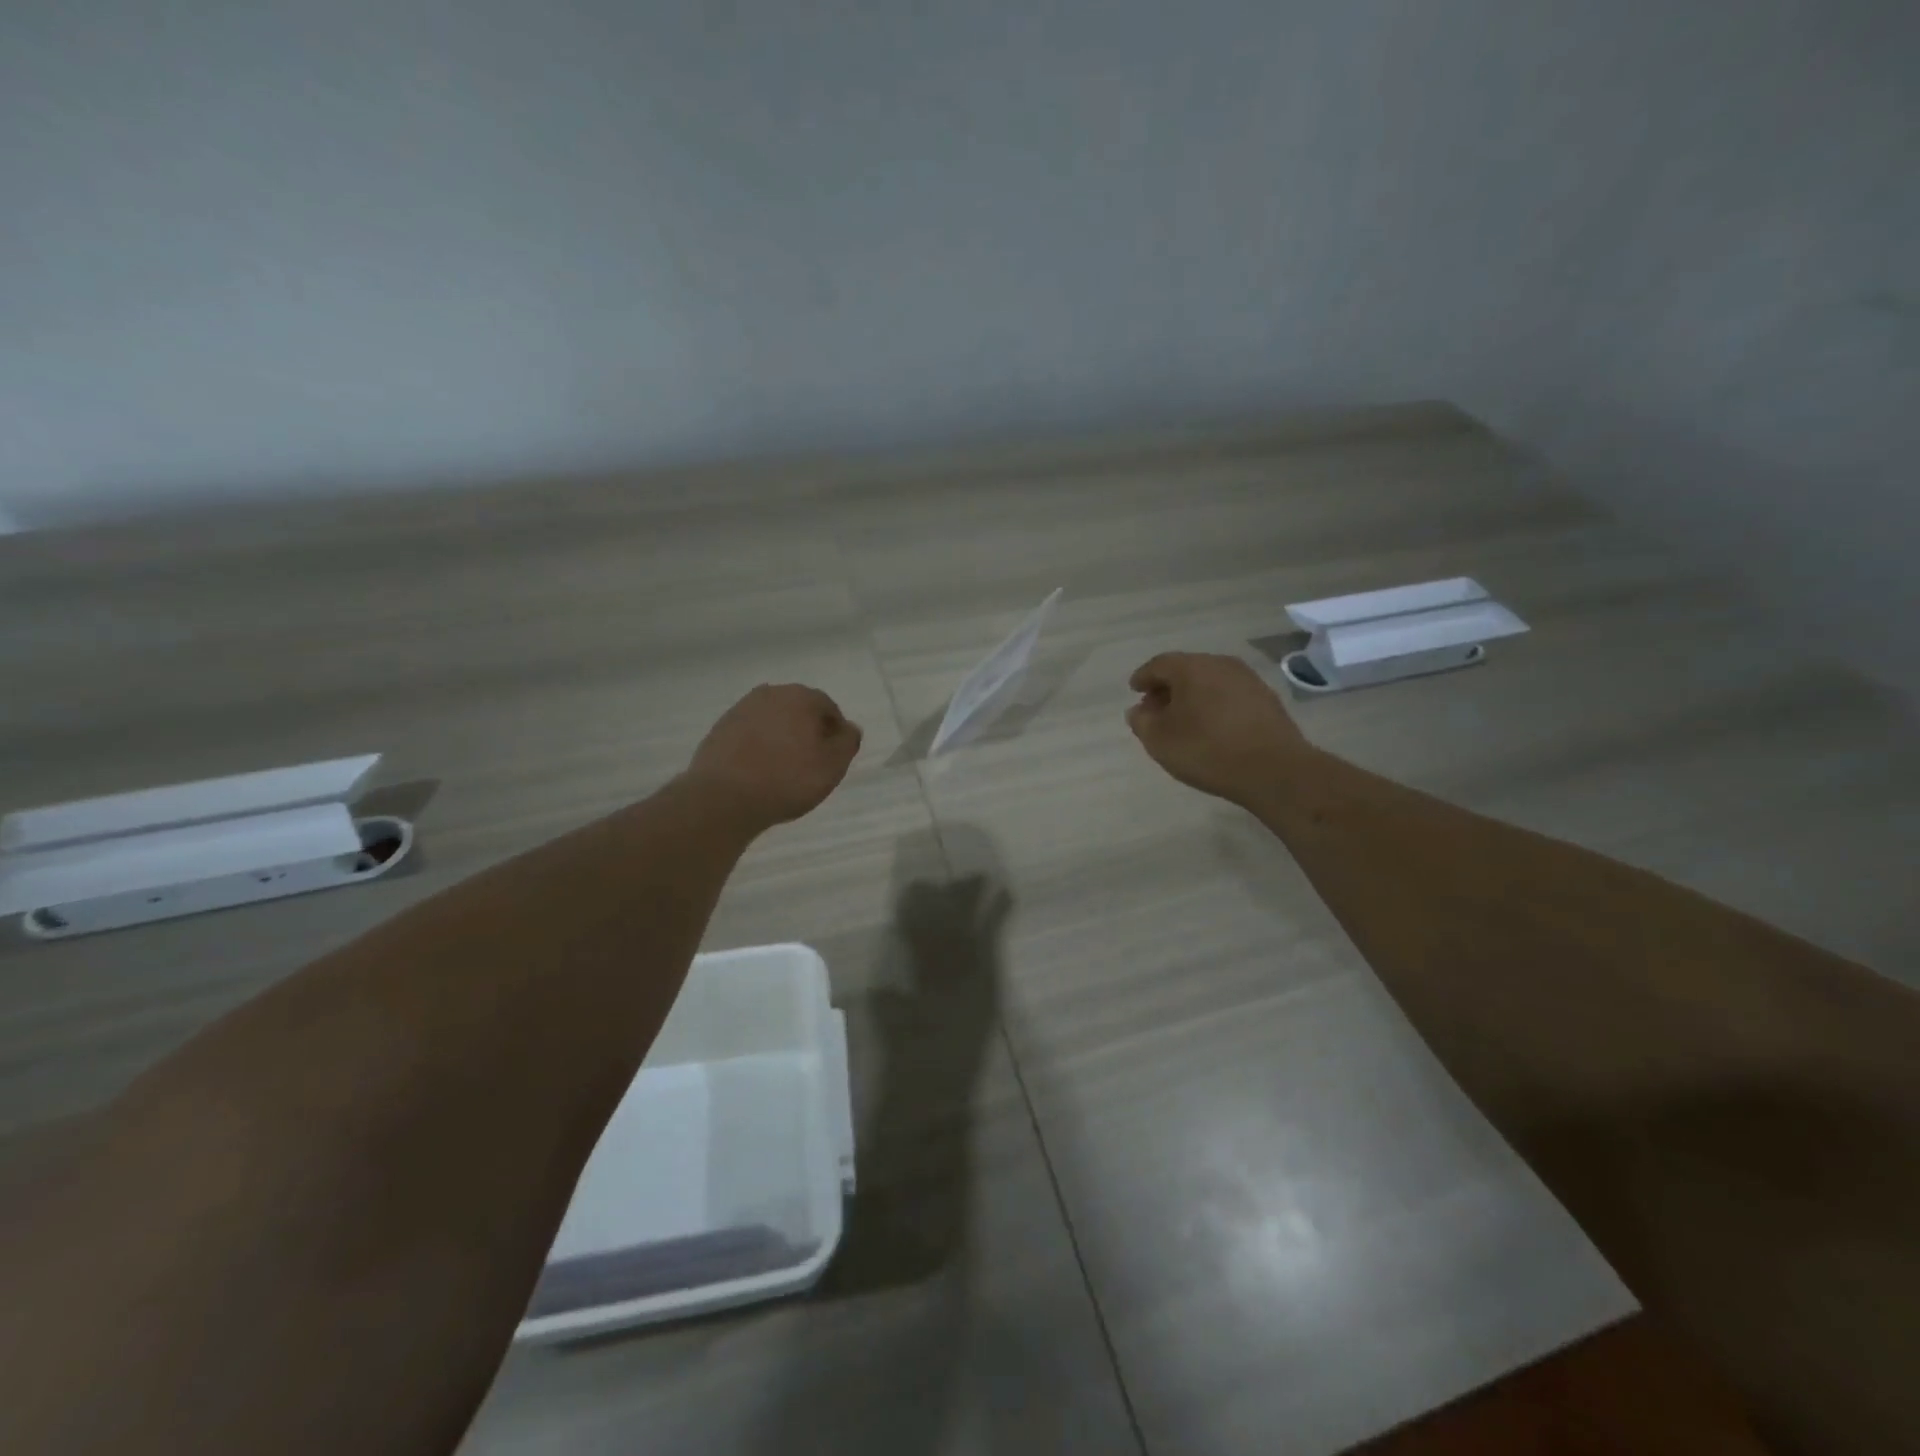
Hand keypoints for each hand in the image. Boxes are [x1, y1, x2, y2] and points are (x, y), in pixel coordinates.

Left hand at [687, 684, 862, 830]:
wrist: (724, 797)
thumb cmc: (788, 779)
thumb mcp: (833, 766)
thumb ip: (848, 742)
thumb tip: (849, 728)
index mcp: (801, 697)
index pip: (828, 708)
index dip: (835, 733)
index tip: (833, 758)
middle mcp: (770, 694)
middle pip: (799, 711)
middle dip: (807, 732)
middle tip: (810, 763)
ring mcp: (741, 710)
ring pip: (773, 721)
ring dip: (781, 738)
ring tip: (783, 770)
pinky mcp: (719, 729)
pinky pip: (750, 734)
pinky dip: (758, 747)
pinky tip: (758, 771)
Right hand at [1126, 652, 1310, 804]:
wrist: (1274, 769)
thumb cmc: (1207, 750)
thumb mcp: (1159, 740)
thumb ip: (1141, 721)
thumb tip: (1139, 710)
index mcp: (1192, 667)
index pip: (1159, 665)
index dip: (1143, 677)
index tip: (1134, 690)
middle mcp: (1221, 664)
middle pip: (1186, 669)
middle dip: (1167, 687)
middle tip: (1155, 708)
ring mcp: (1248, 680)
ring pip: (1210, 681)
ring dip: (1192, 696)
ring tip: (1182, 720)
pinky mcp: (1266, 699)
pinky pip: (1229, 695)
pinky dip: (1214, 705)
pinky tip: (1211, 726)